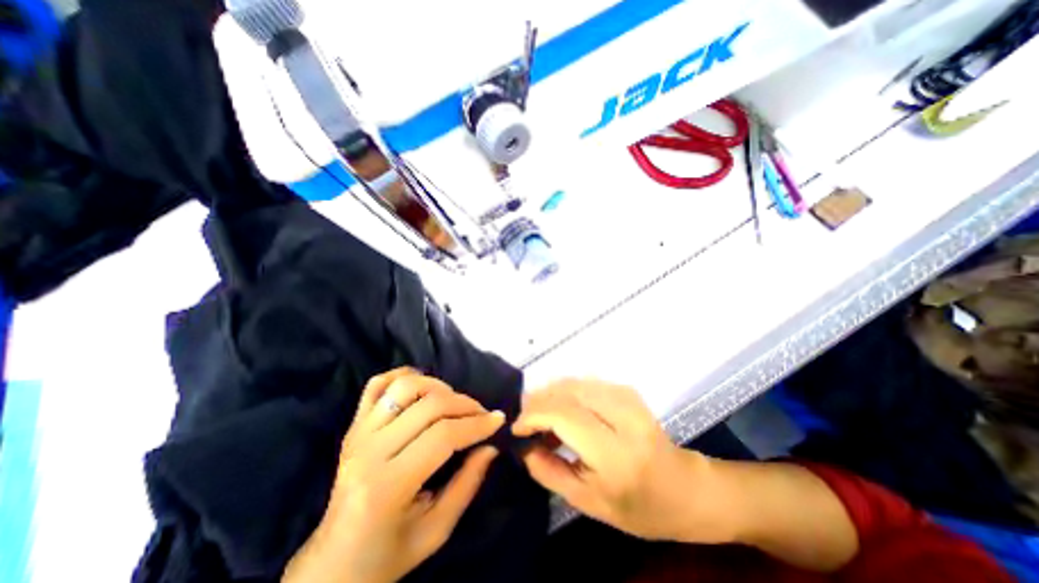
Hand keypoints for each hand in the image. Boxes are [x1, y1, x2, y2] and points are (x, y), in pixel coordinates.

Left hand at [284, 368, 505, 582]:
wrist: (333, 563)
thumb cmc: (387, 555)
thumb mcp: (436, 531)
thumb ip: (467, 485)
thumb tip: (491, 445)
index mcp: (387, 485)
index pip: (442, 437)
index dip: (476, 425)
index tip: (498, 420)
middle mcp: (368, 451)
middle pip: (429, 406)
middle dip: (465, 405)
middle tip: (482, 414)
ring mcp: (358, 433)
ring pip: (405, 387)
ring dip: (438, 386)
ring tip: (454, 402)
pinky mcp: (353, 425)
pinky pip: (377, 384)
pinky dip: (403, 375)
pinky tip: (422, 386)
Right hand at [516, 381, 733, 543]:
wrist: (684, 488)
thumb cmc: (639, 507)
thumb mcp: (588, 502)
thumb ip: (548, 471)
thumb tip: (523, 445)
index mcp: (616, 453)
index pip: (564, 415)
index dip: (533, 415)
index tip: (516, 429)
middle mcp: (623, 415)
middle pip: (566, 392)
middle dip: (537, 402)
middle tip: (524, 421)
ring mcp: (627, 396)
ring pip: (573, 383)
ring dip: (549, 396)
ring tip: (540, 419)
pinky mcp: (626, 389)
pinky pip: (584, 383)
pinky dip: (565, 393)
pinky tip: (561, 411)